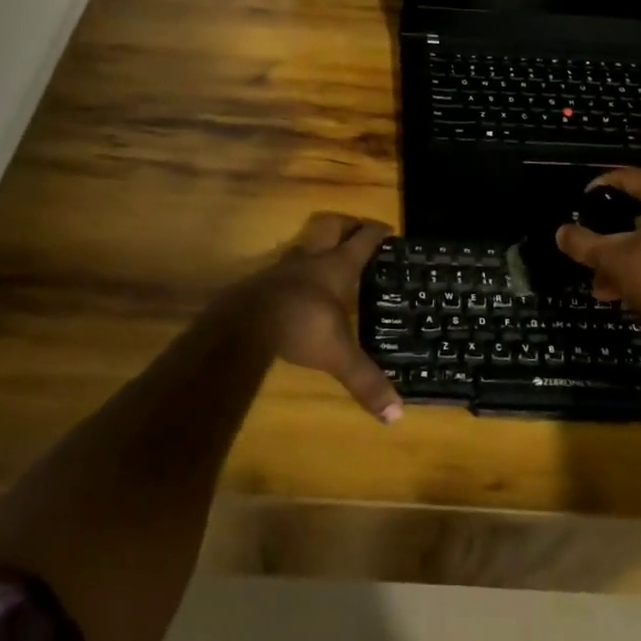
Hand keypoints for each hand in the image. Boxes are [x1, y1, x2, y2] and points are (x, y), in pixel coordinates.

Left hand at [217, 212, 404, 423]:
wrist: (244, 324)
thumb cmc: (301, 326)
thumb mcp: (338, 355)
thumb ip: (365, 380)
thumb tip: (397, 415)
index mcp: (336, 268)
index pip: (362, 240)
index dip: (377, 232)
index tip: (389, 229)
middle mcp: (310, 260)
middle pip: (331, 227)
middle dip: (346, 224)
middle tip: (358, 228)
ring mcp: (282, 268)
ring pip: (304, 246)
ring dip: (317, 247)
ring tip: (326, 258)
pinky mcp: (260, 282)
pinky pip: (284, 269)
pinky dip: (295, 273)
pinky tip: (296, 288)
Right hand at [555, 168, 640, 344]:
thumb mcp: (611, 258)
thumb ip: (582, 242)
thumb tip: (561, 233)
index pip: (628, 177)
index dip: (600, 187)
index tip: (581, 202)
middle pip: (640, 210)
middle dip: (611, 233)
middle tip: (591, 245)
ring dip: (625, 255)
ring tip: (601, 281)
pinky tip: (621, 290)